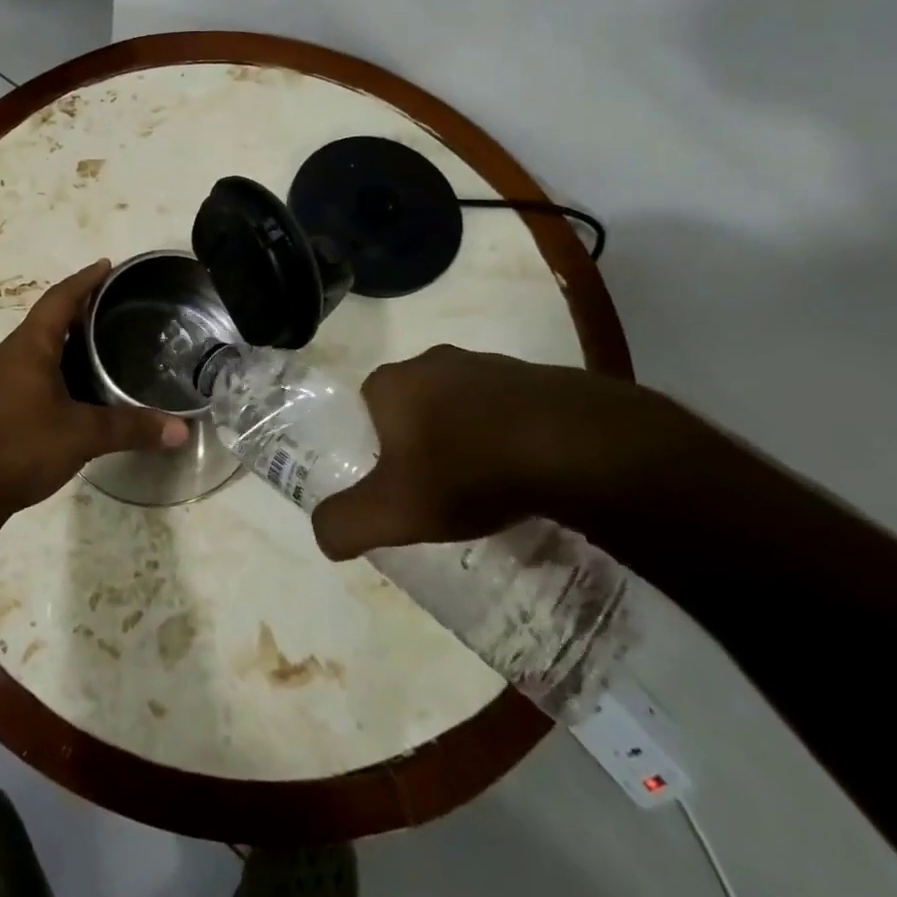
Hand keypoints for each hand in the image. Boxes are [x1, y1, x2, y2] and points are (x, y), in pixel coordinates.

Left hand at [0, 260, 189, 522]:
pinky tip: (69, 387)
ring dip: (63, 340)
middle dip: (78, 310)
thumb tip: (181, 430)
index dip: (84, 280)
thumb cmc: (21, 448)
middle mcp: (6, 353)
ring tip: (97, 345)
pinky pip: (24, 368)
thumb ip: (131, 428)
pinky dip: (50, 365)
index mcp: (27, 346)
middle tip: (112, 308)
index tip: (107, 265)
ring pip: (34, 346)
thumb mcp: (82, 436)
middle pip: (46, 320)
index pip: (59, 299)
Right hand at [311, 345, 673, 558]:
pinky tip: (523, 472)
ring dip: (466, 436)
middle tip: (438, 487)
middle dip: (420, 440)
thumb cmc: (467, 471)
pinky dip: (506, 434)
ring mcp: (486, 363)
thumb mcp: (392, 512)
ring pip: (460, 405)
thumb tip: (323, 535)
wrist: (572, 445)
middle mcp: (431, 360)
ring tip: (486, 485)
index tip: (396, 482)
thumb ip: (345, 523)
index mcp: (389, 381)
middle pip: (412, 405)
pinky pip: (505, 408)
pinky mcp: (534, 376)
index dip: (374, 446)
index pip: (365, 408)